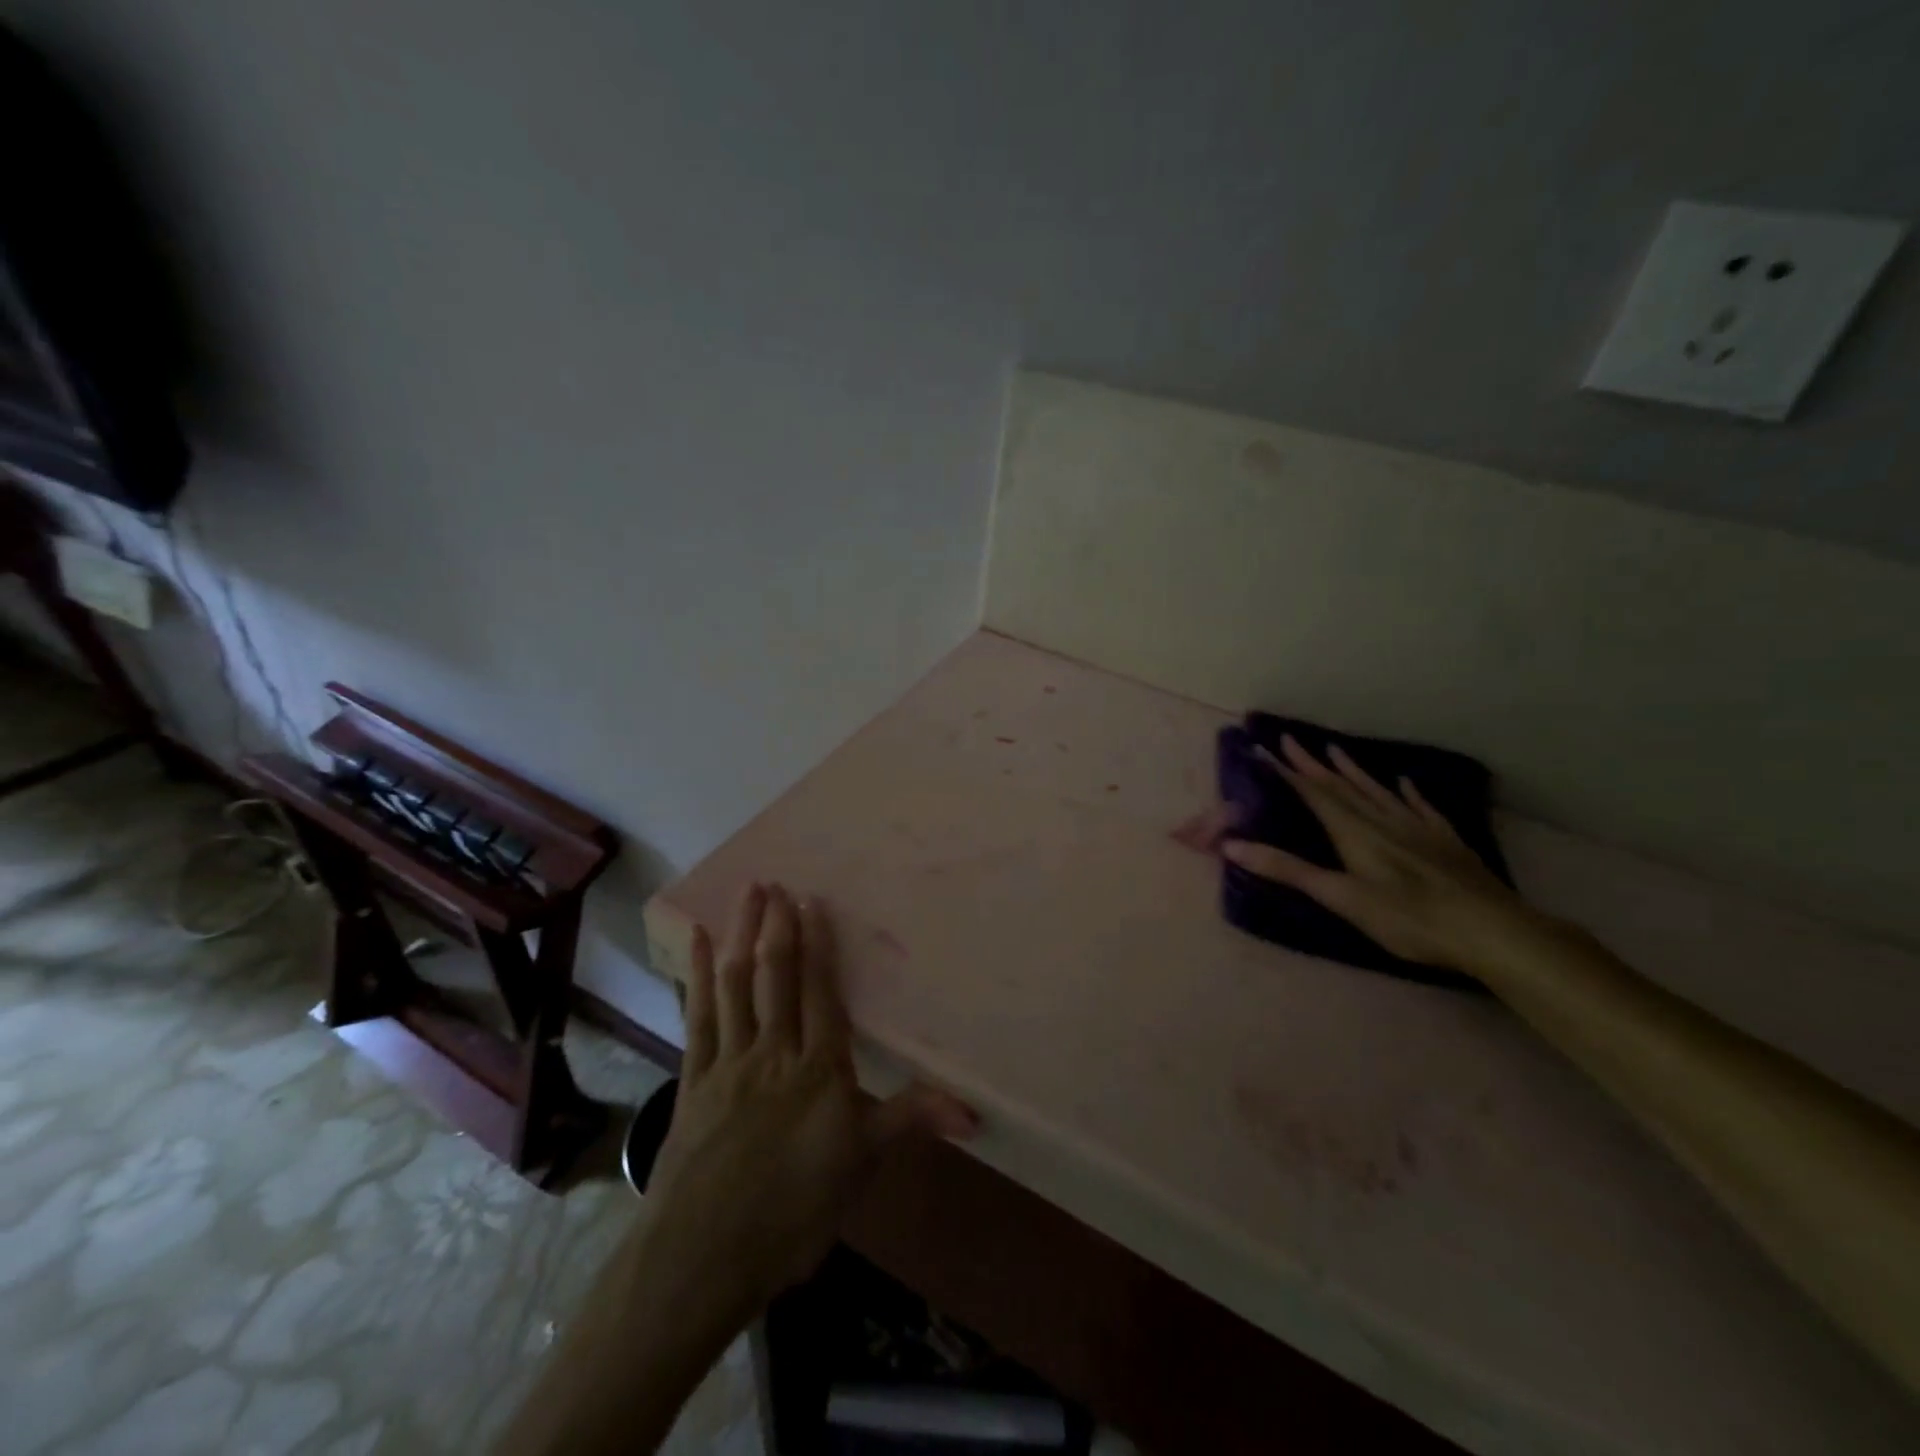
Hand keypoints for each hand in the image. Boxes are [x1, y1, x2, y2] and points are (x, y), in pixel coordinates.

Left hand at [643, 884, 976, 1328]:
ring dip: (741, 936)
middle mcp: (773, 1052)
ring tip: (746, 895)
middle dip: (776, 926)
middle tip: (774, 883)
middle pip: (775, 977)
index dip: (817, 945)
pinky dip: (696, 976)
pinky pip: (697, 1017)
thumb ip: (910, 1121)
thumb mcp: (861, 1167)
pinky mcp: (694, 1080)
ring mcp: (728, 1062)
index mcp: (818, 1069)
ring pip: (735, 985)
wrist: (700, 1259)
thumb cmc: (792, 1214)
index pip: (820, 992)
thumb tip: (973, 1109)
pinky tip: (697, 944)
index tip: (811, 902)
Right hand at [1221, 735, 1542, 970]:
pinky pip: (1421, 807)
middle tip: (1290, 739)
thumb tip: (1231, 845)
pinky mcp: (1446, 842)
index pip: (1312, 793)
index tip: (1263, 748)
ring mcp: (1418, 829)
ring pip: (1377, 791)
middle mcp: (1382, 821)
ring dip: (1352, 770)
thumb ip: (1288, 870)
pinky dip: (1408, 792)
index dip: (1286, 771)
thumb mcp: (1341, 897)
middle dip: (1311, 764)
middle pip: (1341, 786)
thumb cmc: (1409, 918)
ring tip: (1334, 749)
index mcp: (1354, 832)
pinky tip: (1405, 782)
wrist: (1492, 931)